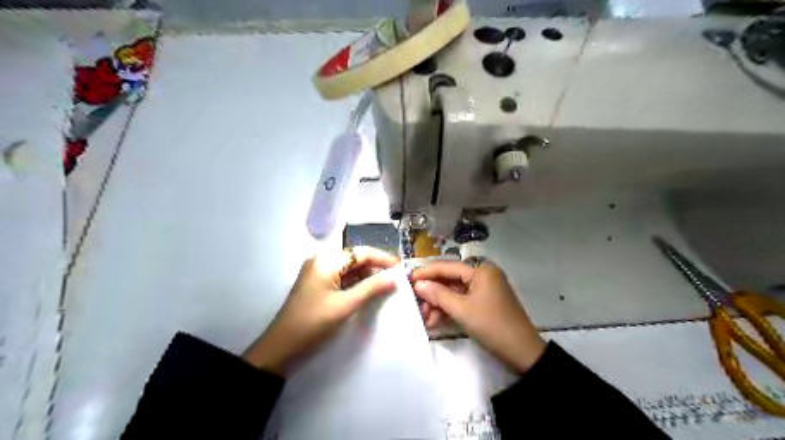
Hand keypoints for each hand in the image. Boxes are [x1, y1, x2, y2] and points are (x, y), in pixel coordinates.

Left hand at [244, 247, 398, 374]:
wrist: (281, 348)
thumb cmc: (313, 323)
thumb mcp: (345, 305)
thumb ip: (372, 288)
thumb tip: (395, 277)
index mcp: (326, 261)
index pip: (361, 252)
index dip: (382, 258)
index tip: (401, 268)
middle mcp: (322, 262)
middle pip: (355, 258)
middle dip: (376, 267)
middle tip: (396, 278)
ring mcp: (318, 274)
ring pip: (349, 269)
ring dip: (367, 276)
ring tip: (387, 284)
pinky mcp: (318, 286)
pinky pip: (342, 279)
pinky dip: (357, 284)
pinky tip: (369, 291)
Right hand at [411, 261, 546, 374]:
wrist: (523, 353)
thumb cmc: (491, 325)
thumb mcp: (461, 310)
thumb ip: (438, 294)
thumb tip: (419, 284)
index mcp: (481, 271)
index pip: (447, 267)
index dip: (426, 273)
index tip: (408, 280)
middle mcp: (483, 275)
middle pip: (451, 280)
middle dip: (433, 294)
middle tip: (418, 307)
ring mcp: (486, 290)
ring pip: (455, 292)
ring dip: (440, 305)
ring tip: (427, 320)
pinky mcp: (486, 303)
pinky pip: (463, 301)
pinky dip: (451, 310)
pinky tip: (437, 322)